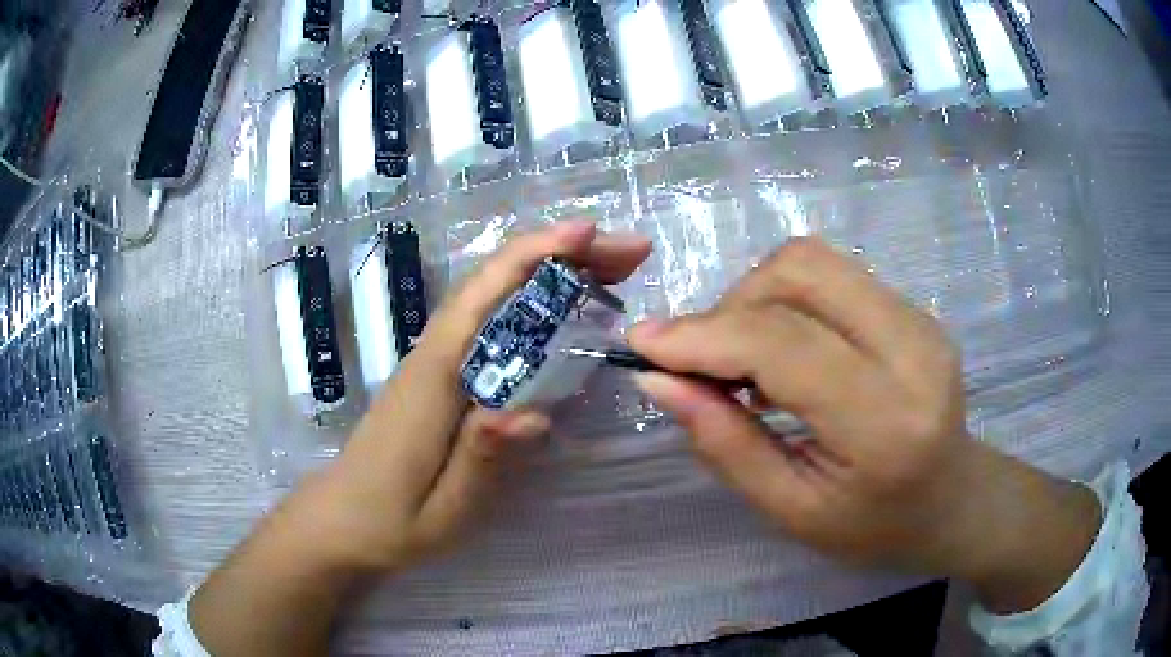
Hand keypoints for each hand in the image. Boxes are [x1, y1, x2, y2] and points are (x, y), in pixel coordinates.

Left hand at [191, 221, 649, 656]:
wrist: (342, 521)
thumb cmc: (391, 521)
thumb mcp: (443, 510)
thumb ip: (482, 459)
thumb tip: (534, 411)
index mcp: (435, 377)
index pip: (484, 296)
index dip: (535, 254)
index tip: (589, 233)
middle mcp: (435, 354)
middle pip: (497, 282)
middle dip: (563, 255)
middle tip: (631, 255)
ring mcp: (438, 360)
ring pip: (497, 295)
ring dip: (554, 272)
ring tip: (615, 272)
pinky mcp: (444, 375)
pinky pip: (494, 321)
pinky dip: (535, 300)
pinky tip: (568, 311)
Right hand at [628, 238, 1100, 612]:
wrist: (956, 500)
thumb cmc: (875, 527)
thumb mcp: (792, 511)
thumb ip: (726, 444)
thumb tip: (658, 380)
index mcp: (886, 423)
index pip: (784, 345)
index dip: (704, 336)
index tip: (643, 345)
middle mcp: (912, 350)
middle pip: (800, 273)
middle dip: (730, 306)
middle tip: (705, 362)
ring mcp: (919, 318)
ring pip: (813, 261)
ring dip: (756, 296)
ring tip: (742, 356)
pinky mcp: (914, 307)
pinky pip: (832, 275)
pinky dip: (786, 300)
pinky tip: (783, 349)